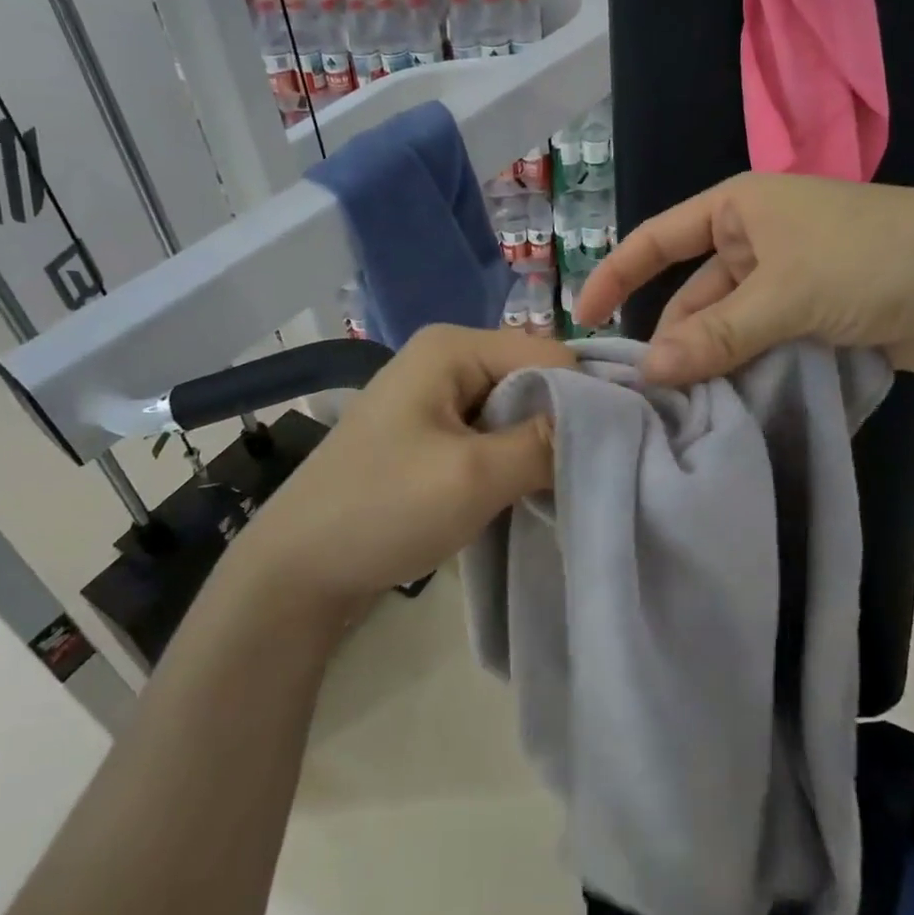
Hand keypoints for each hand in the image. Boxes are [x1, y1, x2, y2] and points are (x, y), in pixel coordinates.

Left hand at [237, 325, 574, 609]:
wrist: (296, 569)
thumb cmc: (383, 509)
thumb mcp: (475, 476)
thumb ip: (545, 443)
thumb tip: (606, 425)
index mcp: (452, 345)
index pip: (549, 355)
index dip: (585, 399)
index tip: (616, 451)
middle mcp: (445, 356)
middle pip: (532, 378)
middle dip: (561, 424)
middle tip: (589, 474)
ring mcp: (435, 393)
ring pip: (513, 409)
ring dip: (536, 446)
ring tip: (561, 486)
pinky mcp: (430, 430)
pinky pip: (490, 432)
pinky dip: (511, 458)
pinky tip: (524, 490)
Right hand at [574, 172, 913, 384]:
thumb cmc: (873, 260)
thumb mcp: (788, 292)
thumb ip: (718, 334)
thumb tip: (650, 371)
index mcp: (740, 207)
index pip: (659, 238)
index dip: (616, 274)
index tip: (584, 319)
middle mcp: (755, 238)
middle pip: (693, 291)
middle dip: (672, 336)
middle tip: (645, 391)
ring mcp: (784, 279)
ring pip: (726, 323)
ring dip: (708, 359)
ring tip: (681, 405)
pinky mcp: (810, 314)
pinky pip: (758, 341)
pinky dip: (741, 366)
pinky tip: (722, 401)